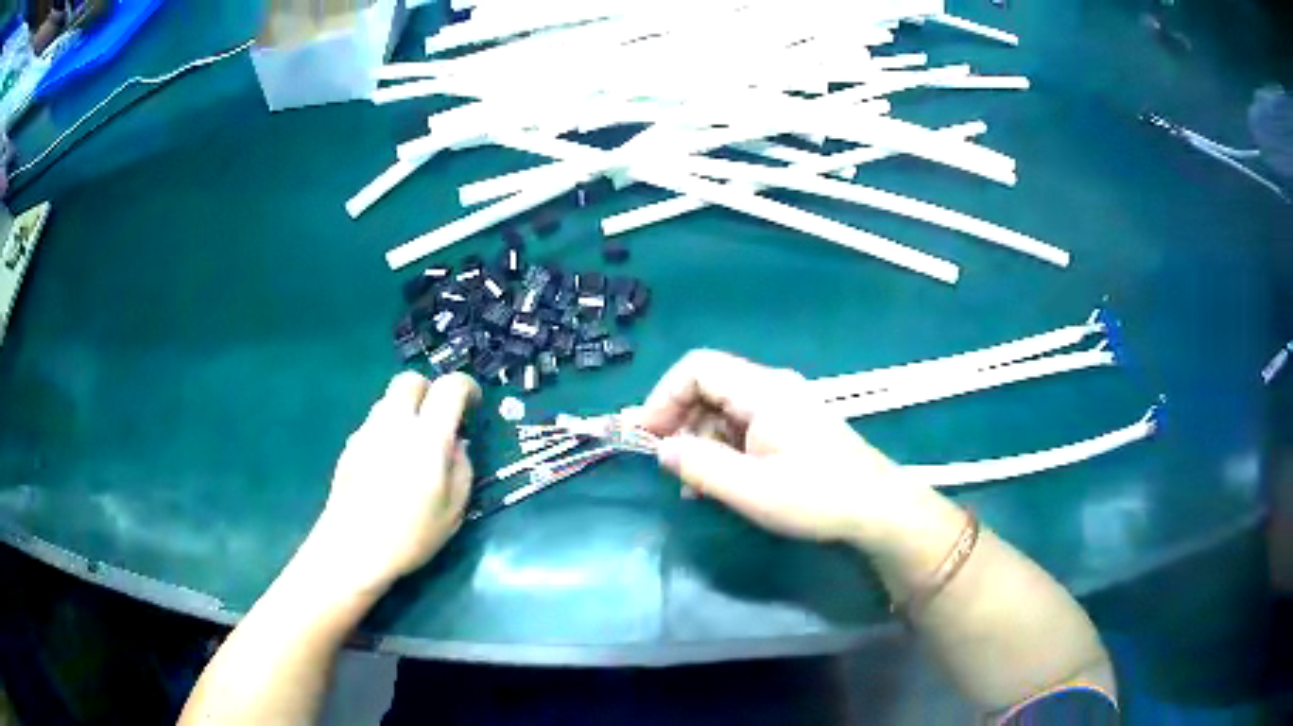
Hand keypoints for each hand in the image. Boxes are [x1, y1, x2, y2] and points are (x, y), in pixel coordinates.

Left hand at [305, 372, 479, 596]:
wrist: (353, 548)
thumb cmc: (411, 535)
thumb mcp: (454, 510)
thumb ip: (462, 468)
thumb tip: (457, 445)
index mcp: (427, 438)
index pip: (449, 387)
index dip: (466, 387)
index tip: (473, 405)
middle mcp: (395, 423)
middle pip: (411, 380)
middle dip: (430, 391)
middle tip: (440, 419)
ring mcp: (367, 431)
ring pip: (389, 400)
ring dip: (407, 411)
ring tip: (414, 445)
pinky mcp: (350, 444)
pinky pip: (374, 423)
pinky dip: (388, 430)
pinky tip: (390, 465)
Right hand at [636, 350, 899, 543]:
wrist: (878, 508)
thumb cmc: (817, 497)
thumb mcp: (751, 489)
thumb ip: (700, 466)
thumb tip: (662, 449)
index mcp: (763, 390)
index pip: (698, 367)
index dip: (664, 396)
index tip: (647, 435)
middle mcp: (772, 388)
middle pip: (709, 386)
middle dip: (678, 420)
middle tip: (662, 461)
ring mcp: (784, 406)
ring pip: (724, 408)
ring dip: (699, 439)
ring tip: (689, 483)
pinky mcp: (792, 426)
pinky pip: (743, 425)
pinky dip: (722, 448)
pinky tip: (717, 481)